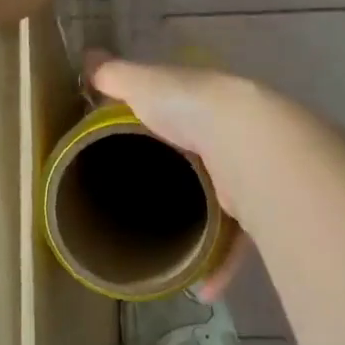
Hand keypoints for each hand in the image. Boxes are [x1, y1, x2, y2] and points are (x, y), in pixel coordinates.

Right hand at [84, 50, 275, 295]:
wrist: (245, 140)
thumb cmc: (189, 107)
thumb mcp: (145, 85)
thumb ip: (116, 76)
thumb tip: (87, 59)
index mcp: (200, 106)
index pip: (178, 116)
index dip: (159, 131)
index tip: (135, 156)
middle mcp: (227, 138)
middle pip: (200, 164)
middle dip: (183, 186)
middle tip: (149, 211)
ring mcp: (245, 173)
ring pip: (222, 205)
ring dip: (202, 231)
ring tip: (172, 254)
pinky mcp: (257, 208)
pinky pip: (239, 240)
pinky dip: (221, 263)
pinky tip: (202, 285)